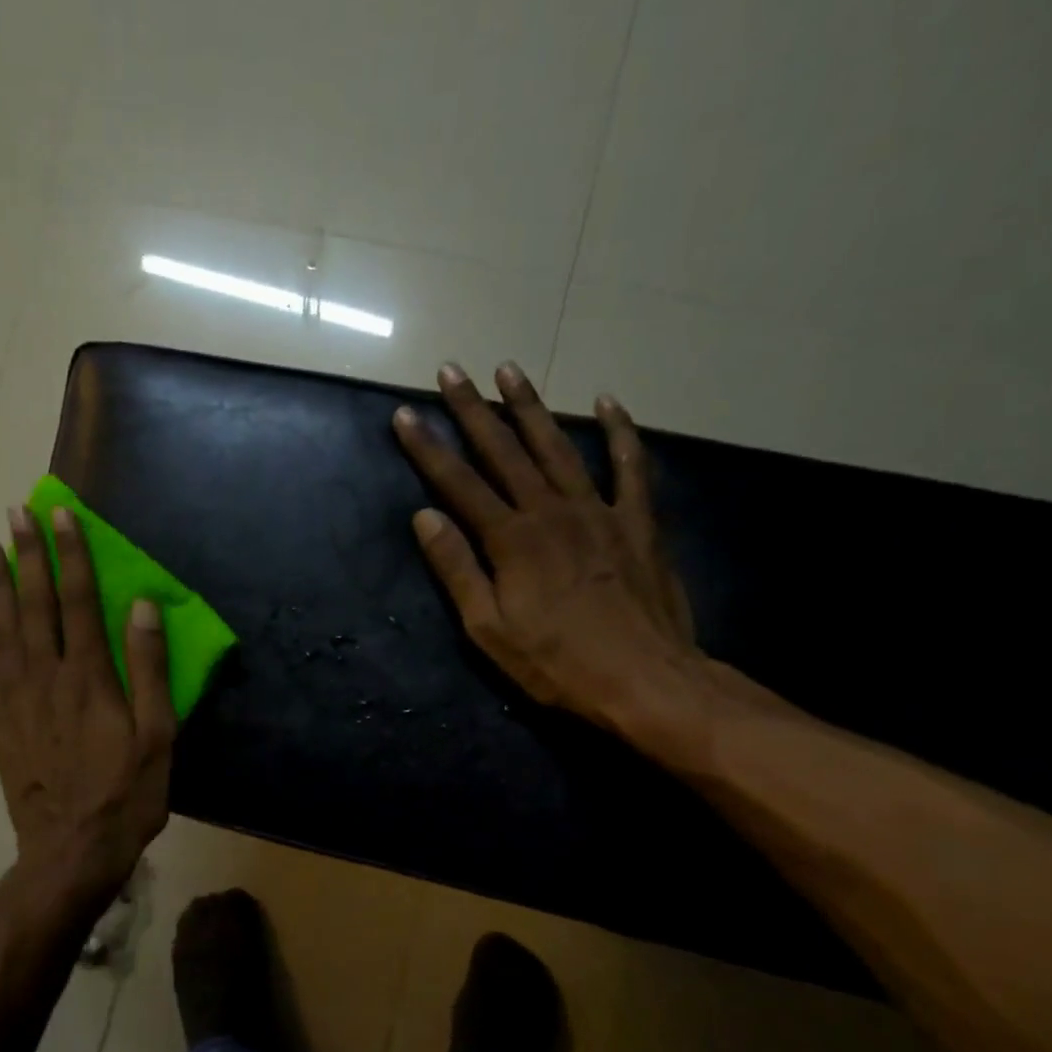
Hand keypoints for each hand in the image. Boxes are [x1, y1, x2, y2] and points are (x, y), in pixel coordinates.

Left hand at [0, 505, 175, 913]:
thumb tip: (143, 607)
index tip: (62, 516)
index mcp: (89, 677)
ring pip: (3, 630)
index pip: (79, 601)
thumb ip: (148, 668)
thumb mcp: (157, 735)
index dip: (72, 555)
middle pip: (35, 605)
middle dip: (27, 556)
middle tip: (16, 515)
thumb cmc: (126, 794)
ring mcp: (17, 700)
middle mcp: (47, 678)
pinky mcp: (2, 723)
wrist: (70, 851)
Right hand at [392, 361, 703, 741]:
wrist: (645, 681)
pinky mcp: (638, 523)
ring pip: (559, 447)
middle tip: (451, 371)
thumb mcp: (489, 629)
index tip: (405, 415)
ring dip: (531, 407)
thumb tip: (425, 518)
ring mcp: (599, 511)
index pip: (458, 483)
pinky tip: (608, 403)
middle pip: (504, 451)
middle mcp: (551, 511)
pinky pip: (630, 468)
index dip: (428, 448)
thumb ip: (457, 569)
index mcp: (511, 539)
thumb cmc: (557, 663)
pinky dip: (620, 433)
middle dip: (473, 410)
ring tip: (509, 370)